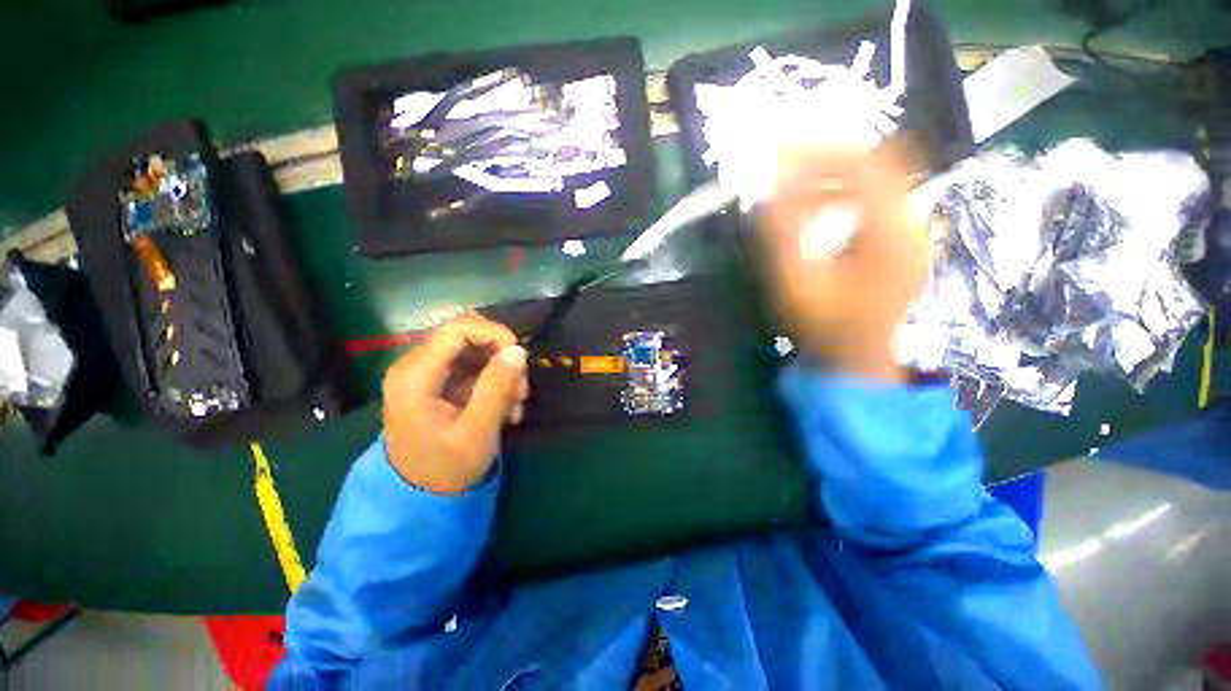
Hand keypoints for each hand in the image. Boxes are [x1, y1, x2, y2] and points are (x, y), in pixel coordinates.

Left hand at [382, 314, 528, 494]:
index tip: (520, 356)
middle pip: (467, 337)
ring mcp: (426, 373)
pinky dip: (493, 381)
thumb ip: (497, 388)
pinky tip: (505, 407)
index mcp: (415, 375)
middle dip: (501, 357)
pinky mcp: (437, 383)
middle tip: (520, 389)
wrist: (418, 496)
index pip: (458, 329)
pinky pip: (473, 367)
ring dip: (501, 371)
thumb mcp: (477, 431)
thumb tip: (518, 350)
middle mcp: (415, 366)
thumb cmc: (445, 468)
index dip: (494, 333)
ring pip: (474, 351)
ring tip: (515, 404)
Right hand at [757, 146, 928, 382]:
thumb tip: (769, 191)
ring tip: (794, 184)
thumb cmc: (824, 327)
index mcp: (891, 234)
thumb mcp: (797, 284)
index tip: (781, 150)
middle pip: (877, 163)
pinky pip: (875, 198)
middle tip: (785, 160)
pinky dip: (843, 191)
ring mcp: (911, 229)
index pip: (865, 166)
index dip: (821, 150)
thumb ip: (783, 236)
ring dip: (833, 174)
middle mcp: (912, 222)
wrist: (856, 357)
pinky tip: (817, 205)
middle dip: (827, 156)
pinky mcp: (901, 238)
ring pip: (877, 178)